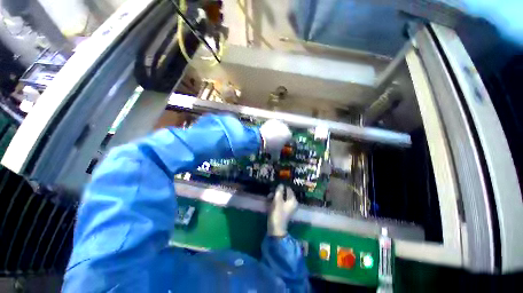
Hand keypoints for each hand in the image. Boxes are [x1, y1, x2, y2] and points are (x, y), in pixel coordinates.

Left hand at [259, 119, 291, 158]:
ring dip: (277, 131)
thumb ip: (277, 156)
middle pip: (284, 132)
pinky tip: (267, 132)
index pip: (289, 139)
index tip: (280, 145)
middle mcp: (286, 127)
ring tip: (270, 137)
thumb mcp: (275, 153)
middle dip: (281, 136)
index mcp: (289, 135)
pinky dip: (271, 128)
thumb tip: (276, 160)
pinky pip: (273, 125)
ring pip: (279, 128)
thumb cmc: (270, 146)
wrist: (261, 138)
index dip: (284, 142)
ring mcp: (279, 123)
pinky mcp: (272, 121)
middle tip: (275, 141)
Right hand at [267, 184, 297, 236]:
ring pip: (282, 197)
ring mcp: (289, 207)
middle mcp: (293, 203)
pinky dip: (276, 201)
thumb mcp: (277, 200)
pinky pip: (281, 202)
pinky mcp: (284, 210)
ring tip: (268, 197)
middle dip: (277, 192)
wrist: (276, 229)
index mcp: (293, 200)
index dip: (281, 186)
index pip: (288, 189)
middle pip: (285, 193)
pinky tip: (270, 202)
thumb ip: (279, 191)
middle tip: (270, 192)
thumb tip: (281, 184)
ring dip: (275, 196)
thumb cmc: (277, 213)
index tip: (274, 185)